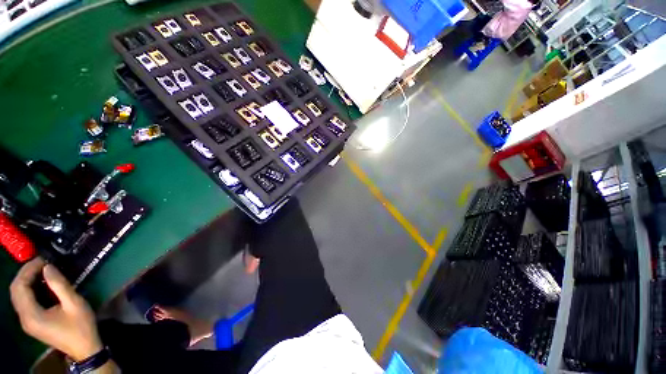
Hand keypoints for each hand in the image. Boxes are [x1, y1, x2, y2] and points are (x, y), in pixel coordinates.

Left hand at [10, 258, 102, 360]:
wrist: (84, 348)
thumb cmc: (80, 326)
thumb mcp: (74, 304)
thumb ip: (60, 285)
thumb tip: (48, 266)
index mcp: (31, 315)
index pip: (19, 287)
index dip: (27, 270)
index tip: (43, 259)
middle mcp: (24, 318)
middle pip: (16, 291)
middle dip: (25, 274)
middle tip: (42, 263)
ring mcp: (27, 322)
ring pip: (18, 296)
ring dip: (27, 281)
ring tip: (42, 271)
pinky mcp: (32, 322)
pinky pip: (24, 301)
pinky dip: (30, 289)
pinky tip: (42, 286)